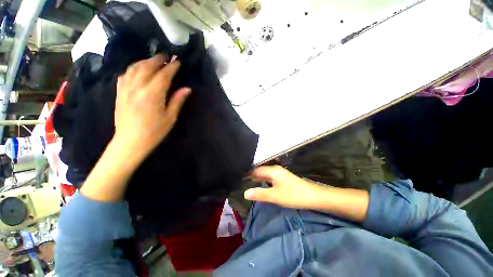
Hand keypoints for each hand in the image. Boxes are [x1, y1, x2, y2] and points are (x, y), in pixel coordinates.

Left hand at [114, 54, 190, 160]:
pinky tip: (137, 69)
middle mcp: (138, 87)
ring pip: (134, 68)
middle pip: (147, 67)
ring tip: (153, 60)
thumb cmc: (154, 131)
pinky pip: (125, 75)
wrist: (130, 141)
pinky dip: (132, 68)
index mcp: (153, 94)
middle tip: (166, 56)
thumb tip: (187, 88)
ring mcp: (126, 89)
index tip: (178, 61)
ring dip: (145, 61)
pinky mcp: (119, 93)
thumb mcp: (170, 117)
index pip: (163, 75)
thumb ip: (177, 100)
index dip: (171, 67)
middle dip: (158, 60)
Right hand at [244, 165, 323, 208]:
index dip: (247, 173)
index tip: (238, 178)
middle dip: (251, 175)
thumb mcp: (275, 196)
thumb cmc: (293, 195)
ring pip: (265, 173)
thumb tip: (245, 193)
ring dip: (257, 177)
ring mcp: (279, 173)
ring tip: (248, 182)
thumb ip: (259, 194)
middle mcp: (275, 169)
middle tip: (241, 181)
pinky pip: (269, 176)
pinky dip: (263, 180)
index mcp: (272, 170)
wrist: (313, 196)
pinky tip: (261, 184)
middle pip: (260, 170)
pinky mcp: (283, 177)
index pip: (255, 170)